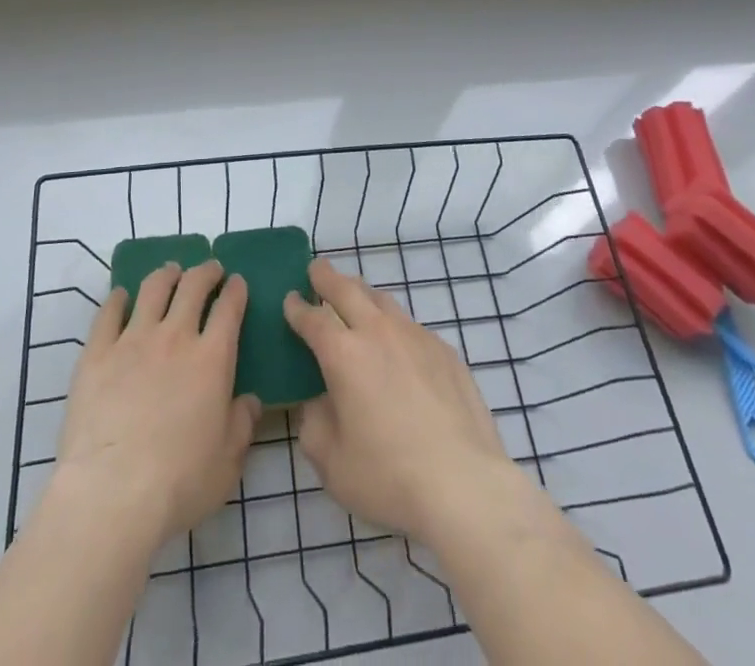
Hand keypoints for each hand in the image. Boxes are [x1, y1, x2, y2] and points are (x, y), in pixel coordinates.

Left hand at [55, 260, 259, 552]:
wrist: (111, 495)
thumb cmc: (178, 483)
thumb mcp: (227, 463)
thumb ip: (242, 425)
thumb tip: (251, 401)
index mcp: (212, 359)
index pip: (229, 308)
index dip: (236, 290)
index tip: (237, 282)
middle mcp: (175, 337)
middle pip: (193, 286)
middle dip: (205, 271)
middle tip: (210, 269)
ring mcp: (133, 340)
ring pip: (153, 288)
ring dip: (166, 274)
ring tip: (170, 272)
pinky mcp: (97, 353)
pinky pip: (109, 312)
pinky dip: (118, 298)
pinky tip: (121, 296)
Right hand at [284, 257, 515, 537]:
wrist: (464, 485)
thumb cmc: (388, 477)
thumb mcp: (331, 462)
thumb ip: (315, 424)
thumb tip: (318, 402)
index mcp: (344, 354)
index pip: (313, 318)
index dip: (297, 308)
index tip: (290, 299)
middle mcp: (378, 332)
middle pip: (347, 289)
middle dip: (327, 277)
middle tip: (317, 269)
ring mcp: (416, 336)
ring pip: (382, 300)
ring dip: (362, 293)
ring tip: (355, 297)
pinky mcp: (445, 351)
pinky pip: (411, 326)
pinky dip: (394, 326)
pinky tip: (397, 345)